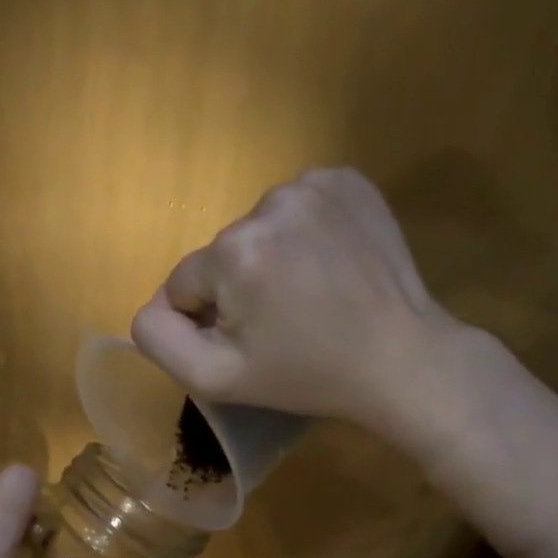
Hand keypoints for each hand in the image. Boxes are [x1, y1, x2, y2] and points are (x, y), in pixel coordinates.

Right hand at [130, 168, 479, 458]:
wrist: (402, 359)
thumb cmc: (305, 375)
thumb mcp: (215, 378)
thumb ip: (157, 337)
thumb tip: (155, 302)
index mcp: (233, 251)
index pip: (185, 284)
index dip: (210, 318)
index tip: (252, 339)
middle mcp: (268, 202)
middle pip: (222, 252)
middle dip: (240, 285)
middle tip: (284, 320)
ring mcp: (313, 185)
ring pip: (257, 228)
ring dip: (271, 257)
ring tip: (310, 292)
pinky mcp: (347, 179)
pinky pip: (296, 205)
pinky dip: (303, 232)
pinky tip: (329, 263)